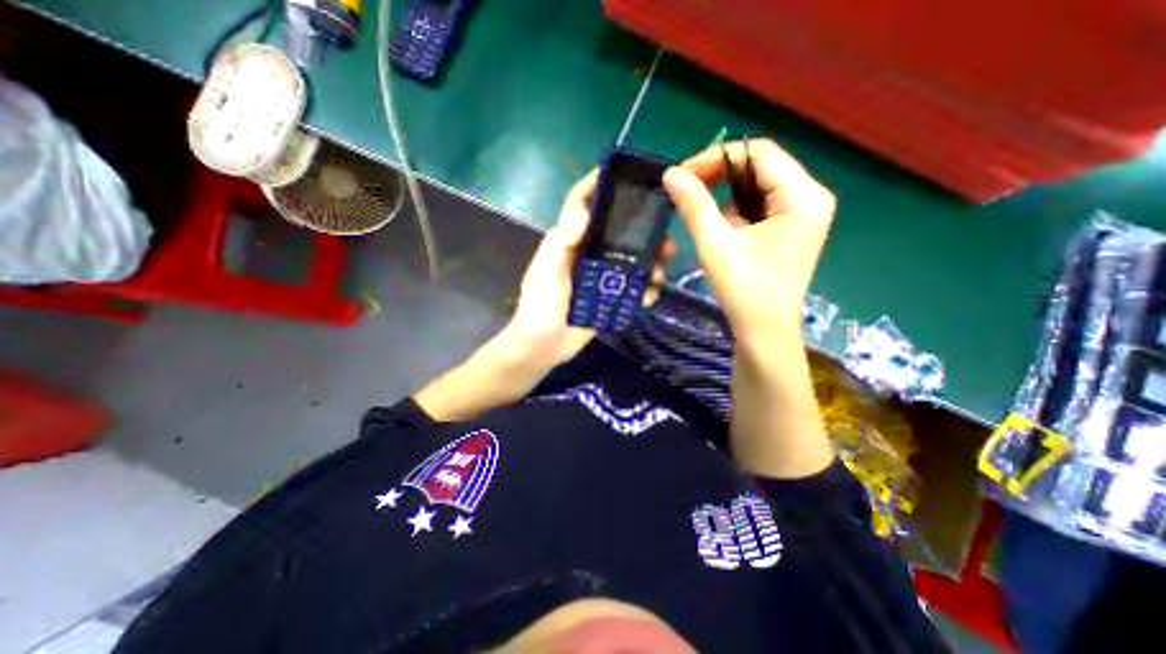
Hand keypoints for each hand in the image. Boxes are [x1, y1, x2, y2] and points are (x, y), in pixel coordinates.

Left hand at [499, 169, 674, 373]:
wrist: (542, 347)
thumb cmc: (538, 305)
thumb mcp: (545, 270)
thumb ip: (561, 241)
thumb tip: (585, 211)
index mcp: (569, 241)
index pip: (583, 205)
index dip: (598, 185)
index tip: (624, 175)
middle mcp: (587, 254)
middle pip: (617, 232)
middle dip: (641, 230)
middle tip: (664, 235)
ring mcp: (600, 278)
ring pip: (629, 260)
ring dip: (648, 262)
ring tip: (661, 270)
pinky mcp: (608, 298)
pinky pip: (631, 289)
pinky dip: (643, 291)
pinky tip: (650, 295)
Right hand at [659, 135, 831, 341]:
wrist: (764, 331)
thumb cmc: (744, 289)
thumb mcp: (715, 244)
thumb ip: (694, 204)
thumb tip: (670, 174)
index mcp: (803, 196)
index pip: (759, 153)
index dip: (717, 157)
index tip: (683, 175)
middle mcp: (810, 197)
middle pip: (761, 165)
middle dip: (719, 174)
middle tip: (685, 189)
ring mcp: (803, 212)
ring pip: (758, 184)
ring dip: (725, 192)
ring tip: (701, 210)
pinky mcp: (791, 227)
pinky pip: (760, 204)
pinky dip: (736, 209)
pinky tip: (722, 228)